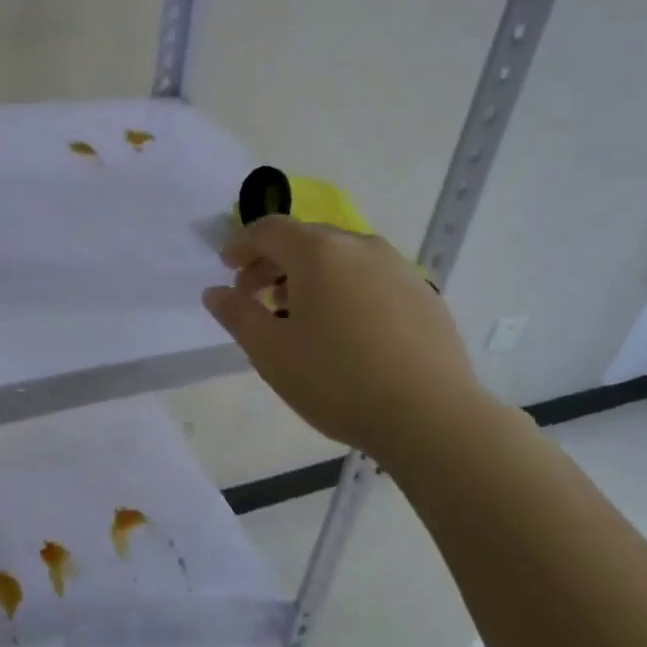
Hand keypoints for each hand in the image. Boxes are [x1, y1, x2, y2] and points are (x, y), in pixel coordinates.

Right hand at [202, 217, 493, 460]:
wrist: (432, 416)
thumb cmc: (338, 380)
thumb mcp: (271, 352)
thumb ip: (237, 315)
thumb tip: (215, 292)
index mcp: (319, 253)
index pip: (269, 229)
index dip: (242, 245)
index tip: (227, 269)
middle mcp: (360, 247)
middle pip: (306, 239)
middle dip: (273, 262)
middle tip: (255, 297)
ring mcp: (398, 268)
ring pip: (341, 258)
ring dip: (310, 276)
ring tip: (298, 315)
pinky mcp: (423, 294)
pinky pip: (370, 277)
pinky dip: (345, 288)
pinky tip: (345, 330)